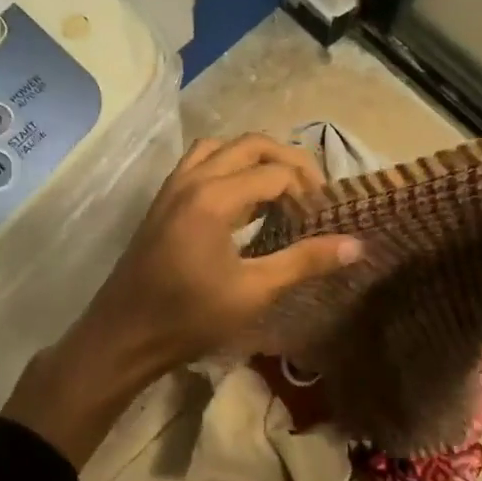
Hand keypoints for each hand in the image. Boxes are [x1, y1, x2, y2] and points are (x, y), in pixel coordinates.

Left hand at [5, 135, 361, 464]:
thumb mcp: (254, 292)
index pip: (276, 173)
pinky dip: (229, 165)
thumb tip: (356, 244)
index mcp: (214, 197)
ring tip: (280, 189)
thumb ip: (304, 261)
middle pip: (251, 144)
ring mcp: (174, 185)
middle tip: (312, 194)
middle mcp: (192, 179)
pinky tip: (242, 199)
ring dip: (256, 158)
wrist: (124, 336)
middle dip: (288, 161)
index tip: (325, 219)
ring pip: (223, 147)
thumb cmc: (190, 318)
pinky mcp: (164, 198)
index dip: (308, 190)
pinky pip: (201, 161)